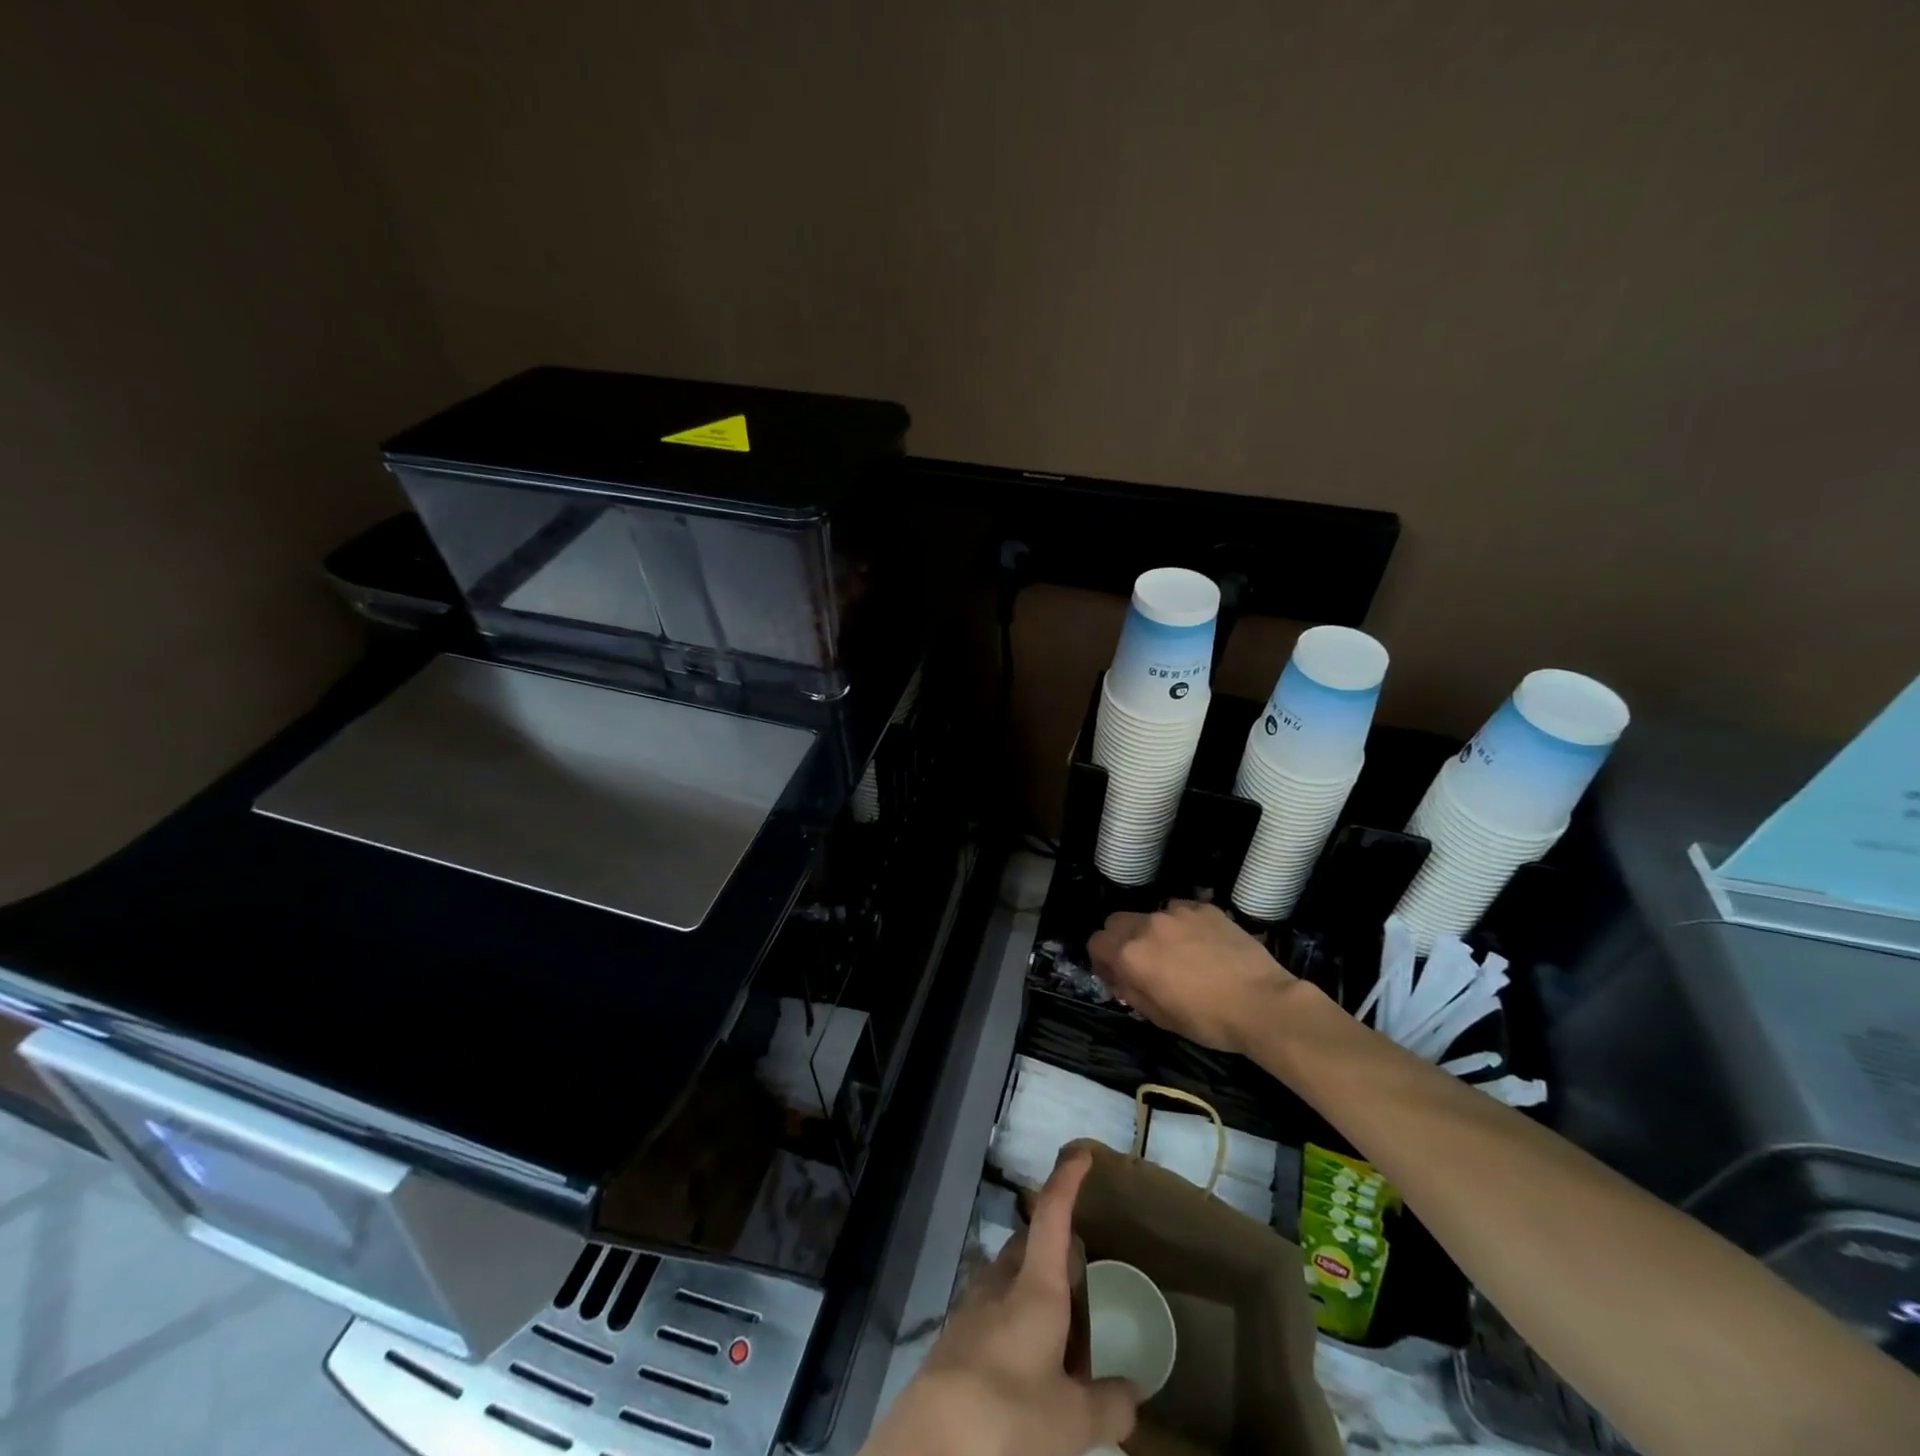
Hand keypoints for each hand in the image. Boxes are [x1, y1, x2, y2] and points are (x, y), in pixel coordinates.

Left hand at [862, 1151, 1137, 1455]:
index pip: (1053, 1214)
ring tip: (1060, 1350)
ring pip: (1010, 1280)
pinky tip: (1025, 1371)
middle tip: (1083, 1298)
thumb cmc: (1008, 1412)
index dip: (1067, 1179)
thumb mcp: (1071, 1420)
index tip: (1080, 1152)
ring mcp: (972, 1305)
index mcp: (1035, 1286)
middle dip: (1057, 1258)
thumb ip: (1107, 1404)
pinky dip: (1015, 1326)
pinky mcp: (955, 1335)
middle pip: (1031, 1247)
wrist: (932, 1442)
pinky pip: (992, 1312)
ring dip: (1035, 1298)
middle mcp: (1001, 1282)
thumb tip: (1136, 1395)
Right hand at [1088, 899, 1297, 1054]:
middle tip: (1143, 962)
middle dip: (1121, 939)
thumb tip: (1119, 977)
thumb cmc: (1207, 1020)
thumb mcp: (1159, 1017)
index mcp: (1131, 954)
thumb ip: (1130, 991)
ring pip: (1150, 915)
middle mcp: (1147, 925)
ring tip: (1178, 953)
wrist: (1262, 1003)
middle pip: (1116, 921)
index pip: (1095, 942)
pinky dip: (1183, 926)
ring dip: (1154, 932)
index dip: (1101, 960)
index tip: (1116, 975)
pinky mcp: (1204, 907)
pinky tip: (1203, 945)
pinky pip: (1181, 911)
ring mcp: (1177, 912)